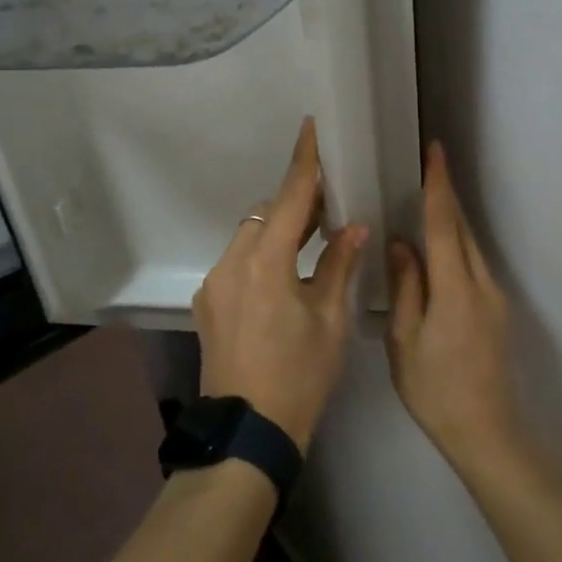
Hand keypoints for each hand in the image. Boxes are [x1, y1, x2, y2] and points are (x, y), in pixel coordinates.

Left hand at [194, 118, 367, 450]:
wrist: (247, 433)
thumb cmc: (299, 376)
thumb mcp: (329, 321)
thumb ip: (339, 266)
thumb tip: (353, 227)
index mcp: (265, 262)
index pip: (290, 198)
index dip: (304, 161)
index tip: (310, 127)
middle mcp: (231, 263)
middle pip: (265, 215)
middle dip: (295, 204)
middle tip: (329, 206)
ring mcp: (214, 284)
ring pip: (248, 237)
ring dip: (277, 232)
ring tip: (311, 241)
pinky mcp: (208, 305)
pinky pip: (237, 263)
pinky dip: (261, 256)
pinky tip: (283, 278)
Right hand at [385, 142, 518, 464]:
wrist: (487, 433)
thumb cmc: (435, 391)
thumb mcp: (405, 341)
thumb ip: (405, 287)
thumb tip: (401, 243)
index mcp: (456, 289)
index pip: (444, 225)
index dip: (438, 186)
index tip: (435, 152)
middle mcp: (482, 284)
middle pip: (461, 228)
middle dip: (445, 194)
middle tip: (426, 166)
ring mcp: (495, 297)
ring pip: (470, 245)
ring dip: (451, 218)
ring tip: (427, 196)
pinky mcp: (497, 310)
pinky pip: (474, 262)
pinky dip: (456, 243)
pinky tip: (438, 245)